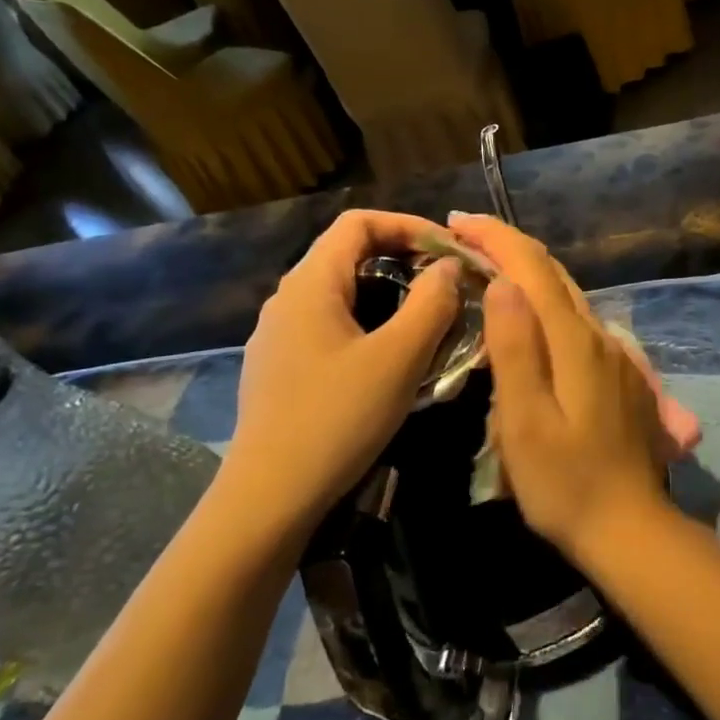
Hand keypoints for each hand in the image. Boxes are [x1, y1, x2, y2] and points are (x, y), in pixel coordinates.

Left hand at [223, 210, 460, 529]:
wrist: (270, 496)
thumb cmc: (338, 418)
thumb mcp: (399, 358)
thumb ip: (431, 303)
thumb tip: (448, 265)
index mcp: (310, 284)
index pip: (358, 223)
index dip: (408, 225)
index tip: (449, 249)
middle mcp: (287, 299)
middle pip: (348, 255)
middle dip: (403, 260)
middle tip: (447, 285)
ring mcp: (278, 335)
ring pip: (341, 294)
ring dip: (388, 296)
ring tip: (428, 321)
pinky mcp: (280, 368)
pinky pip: (330, 326)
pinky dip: (368, 325)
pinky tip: (390, 360)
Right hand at [448, 214, 673, 558]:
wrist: (630, 529)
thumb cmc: (566, 484)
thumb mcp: (526, 422)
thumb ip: (515, 349)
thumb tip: (502, 283)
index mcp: (575, 342)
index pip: (533, 269)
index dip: (495, 237)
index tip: (456, 223)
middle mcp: (600, 337)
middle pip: (554, 276)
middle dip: (509, 248)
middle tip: (463, 240)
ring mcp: (616, 356)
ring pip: (568, 298)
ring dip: (527, 275)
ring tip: (487, 270)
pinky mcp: (620, 377)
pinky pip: (577, 324)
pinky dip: (546, 305)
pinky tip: (529, 320)